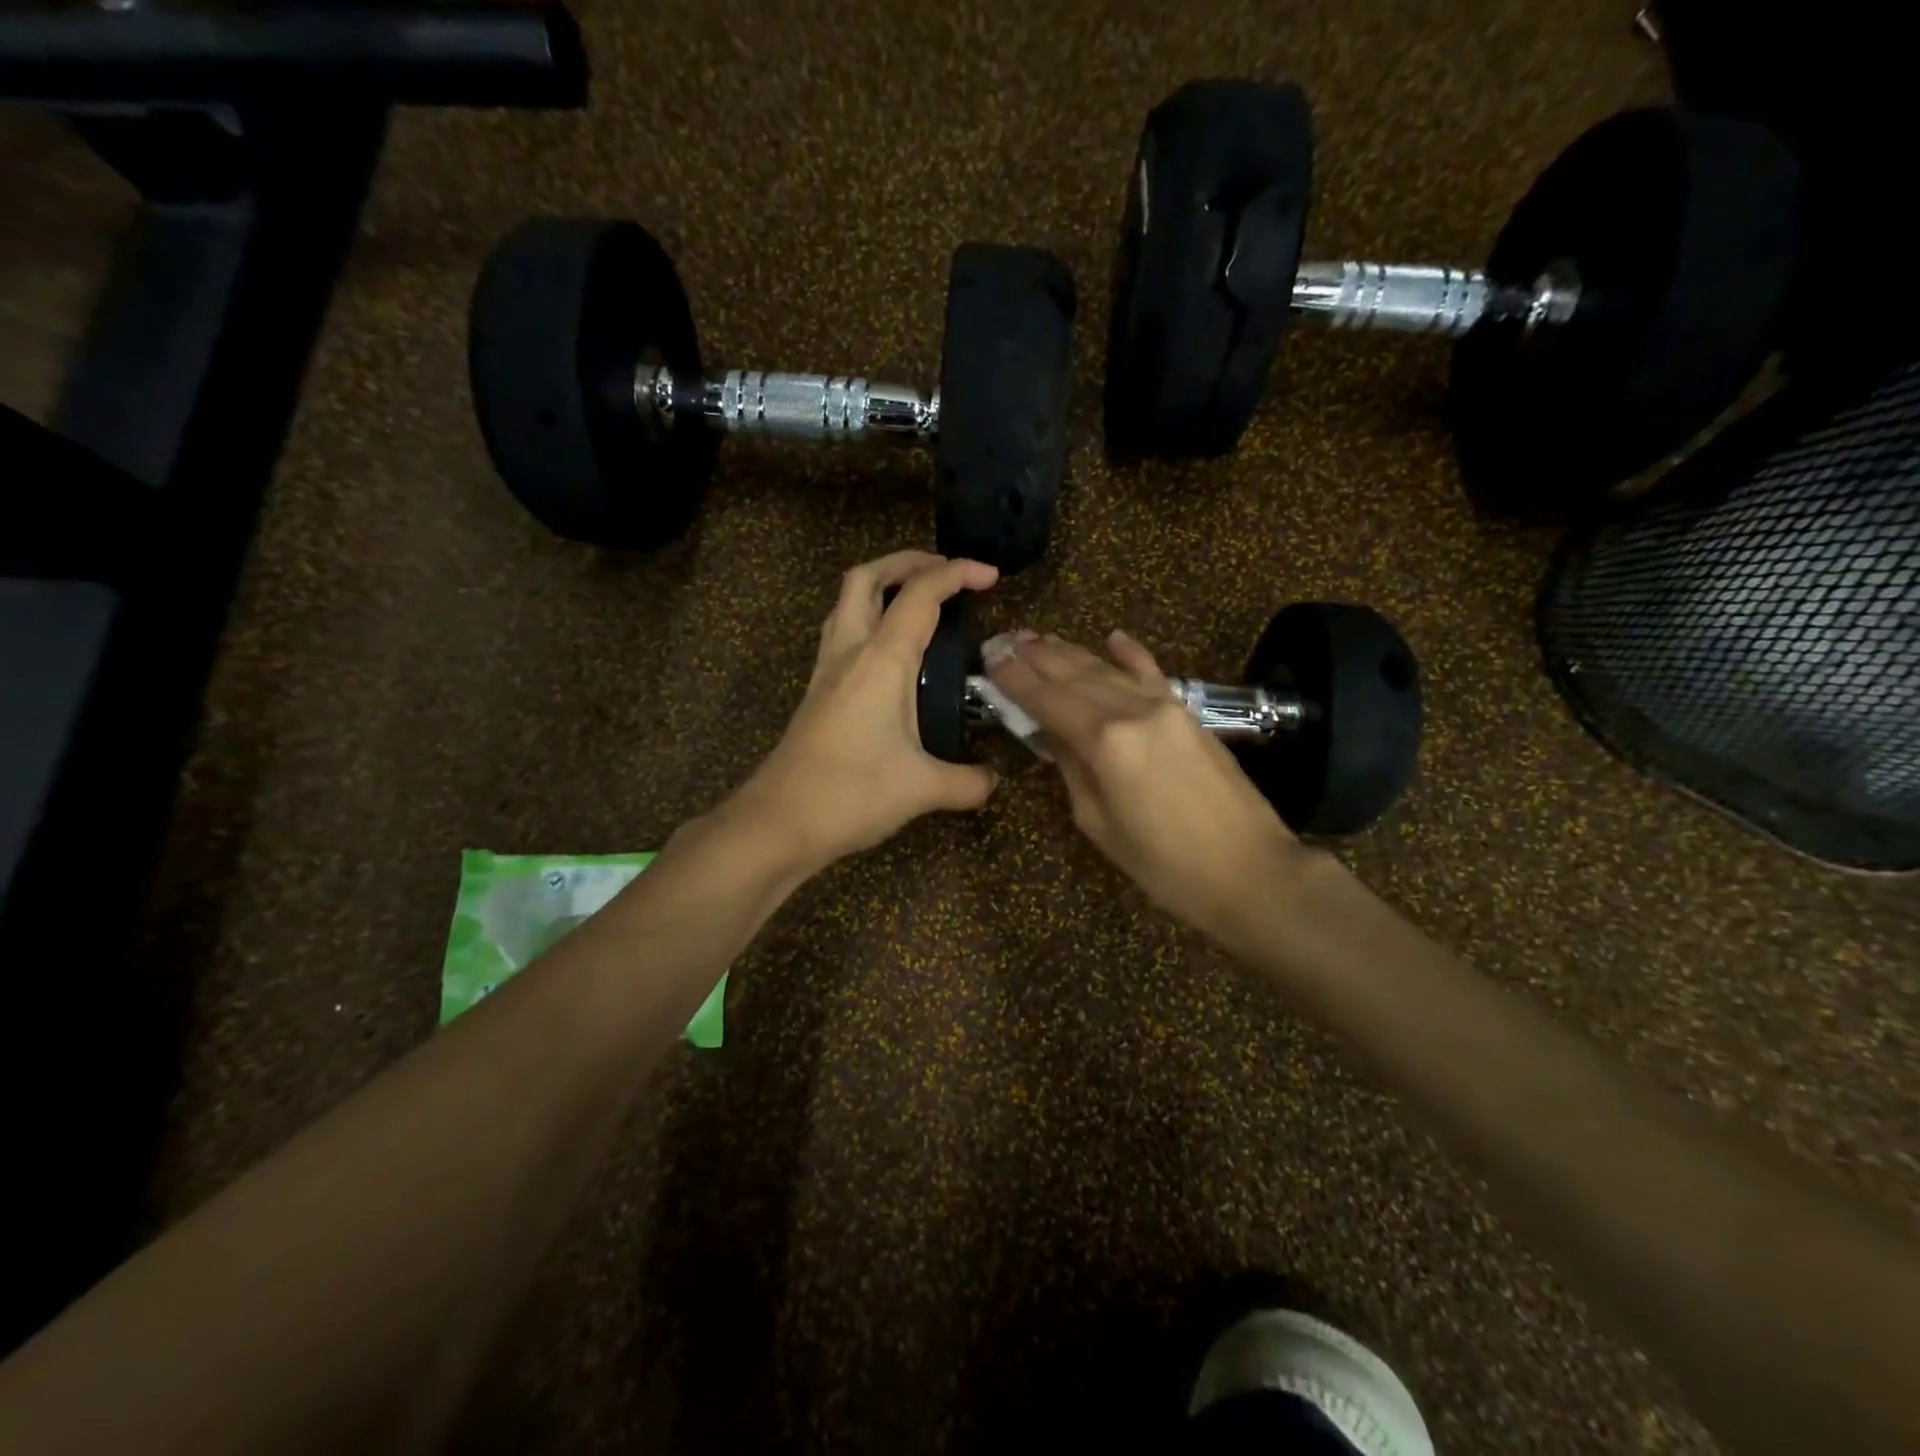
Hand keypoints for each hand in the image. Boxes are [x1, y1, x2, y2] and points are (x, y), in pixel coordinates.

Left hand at [736, 550, 1000, 870]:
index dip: (957, 573)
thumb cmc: (851, 794)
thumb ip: (967, 782)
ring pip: (846, 602)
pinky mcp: (817, 691)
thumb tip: (993, 781)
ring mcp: (826, 670)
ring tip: (916, 600)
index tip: (990, 576)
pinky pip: (840, 632)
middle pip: (867, 577)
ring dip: (881, 586)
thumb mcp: (922, 789)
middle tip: (943, 572)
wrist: (778, 822)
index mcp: (881, 660)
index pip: (921, 594)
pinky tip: (889, 652)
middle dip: (907, 562)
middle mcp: (849, 652)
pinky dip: (867, 619)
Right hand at [985, 630, 1313, 936]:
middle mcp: (1133, 710)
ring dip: (1071, 651)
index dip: (1015, 679)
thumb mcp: (1099, 824)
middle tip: (1005, 641)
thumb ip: (1071, 768)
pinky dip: (1130, 654)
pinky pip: (1152, 673)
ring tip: (1039, 638)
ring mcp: (1166, 706)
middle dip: (1036, 656)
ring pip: (1108, 668)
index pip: (1047, 699)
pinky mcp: (1189, 713)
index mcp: (1105, 742)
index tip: (989, 660)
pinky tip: (1113, 636)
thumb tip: (1050, 734)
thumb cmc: (1164, 865)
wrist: (1251, 871)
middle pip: (1075, 674)